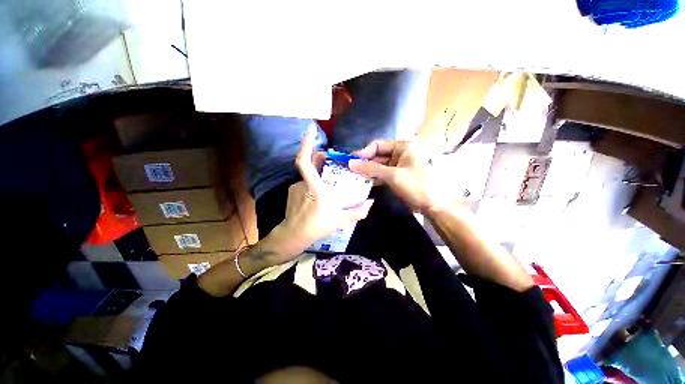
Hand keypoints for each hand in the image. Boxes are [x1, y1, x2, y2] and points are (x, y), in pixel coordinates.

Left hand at [275, 127, 373, 255]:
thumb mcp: (339, 220)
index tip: (310, 131)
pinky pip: (304, 182)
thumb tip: (371, 202)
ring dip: (318, 172)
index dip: (306, 145)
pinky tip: (319, 192)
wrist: (292, 236)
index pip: (304, 162)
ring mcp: (295, 187)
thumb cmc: (316, 227)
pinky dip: (313, 182)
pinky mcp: (292, 191)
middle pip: (309, 164)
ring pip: (308, 175)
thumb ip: (357, 212)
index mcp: (314, 188)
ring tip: (329, 178)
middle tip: (331, 157)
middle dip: (318, 156)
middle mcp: (302, 183)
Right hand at [349, 140, 449, 212]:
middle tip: (350, 170)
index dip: (364, 152)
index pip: (378, 145)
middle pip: (378, 155)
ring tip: (354, 176)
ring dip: (368, 171)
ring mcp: (398, 166)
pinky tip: (364, 182)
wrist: (435, 204)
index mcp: (403, 147)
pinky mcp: (397, 177)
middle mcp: (400, 154)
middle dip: (365, 162)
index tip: (351, 160)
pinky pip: (382, 175)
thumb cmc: (416, 185)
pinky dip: (374, 178)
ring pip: (379, 166)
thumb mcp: (393, 175)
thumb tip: (351, 163)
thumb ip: (371, 169)